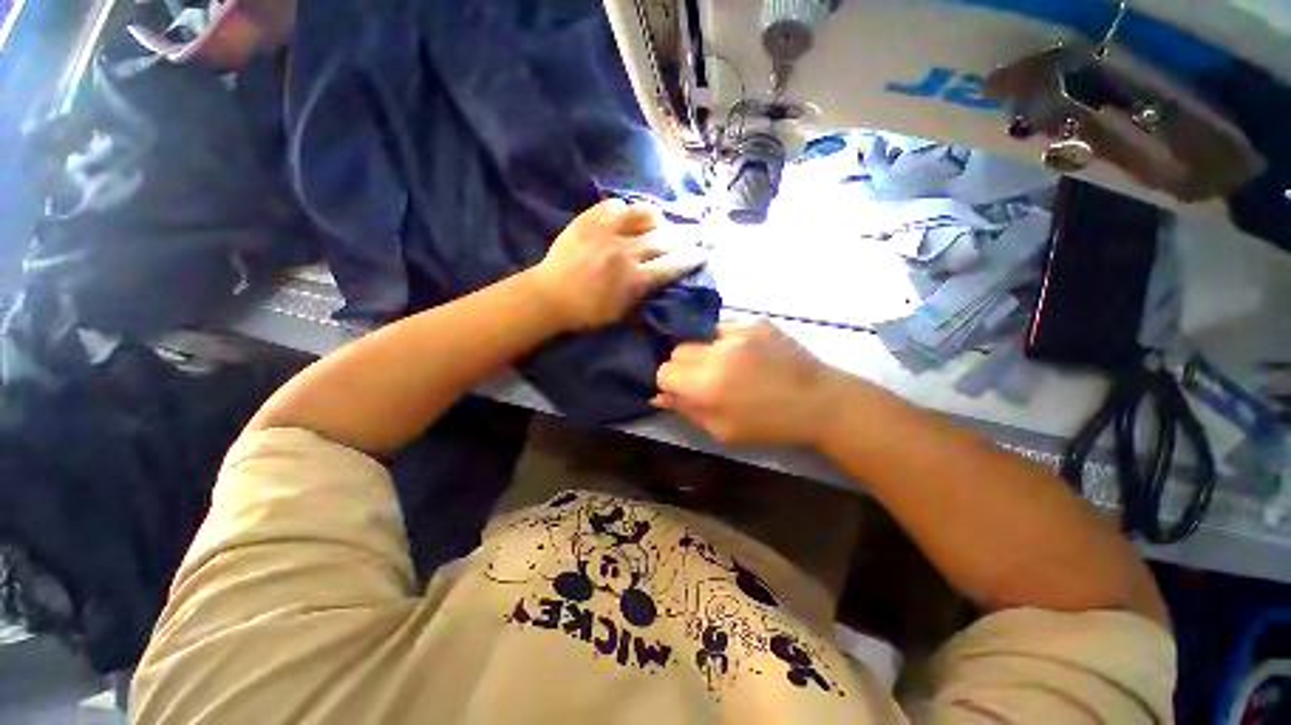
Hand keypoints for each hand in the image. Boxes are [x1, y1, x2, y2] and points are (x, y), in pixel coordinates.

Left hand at [529, 199, 704, 330]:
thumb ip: (644, 295)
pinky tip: (626, 214)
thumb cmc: (587, 312)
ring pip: (642, 215)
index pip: (672, 266)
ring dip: (656, 218)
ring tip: (659, 219)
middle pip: (663, 239)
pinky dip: (624, 209)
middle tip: (689, 235)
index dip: (690, 259)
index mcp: (635, 279)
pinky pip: (614, 205)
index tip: (701, 254)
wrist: (550, 296)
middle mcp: (626, 252)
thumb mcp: (621, 313)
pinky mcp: (588, 220)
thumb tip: (661, 278)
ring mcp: (606, 232)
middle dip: (681, 237)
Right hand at [654, 321, 846, 445]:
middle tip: (703, 379)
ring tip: (726, 364)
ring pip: (699, 336)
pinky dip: (726, 340)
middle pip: (677, 349)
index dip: (669, 382)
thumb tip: (659, 396)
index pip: (664, 371)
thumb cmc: (769, 425)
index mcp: (707, 385)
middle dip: (683, 366)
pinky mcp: (754, 321)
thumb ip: (687, 410)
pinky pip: (724, 327)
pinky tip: (744, 354)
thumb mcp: (723, 431)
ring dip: (704, 351)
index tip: (682, 390)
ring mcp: (737, 331)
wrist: (819, 401)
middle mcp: (717, 352)